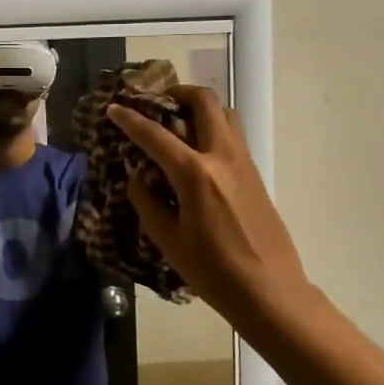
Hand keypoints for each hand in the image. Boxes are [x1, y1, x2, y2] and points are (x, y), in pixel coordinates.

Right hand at [107, 86, 307, 318]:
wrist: (270, 290)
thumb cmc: (213, 271)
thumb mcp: (168, 240)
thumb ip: (148, 203)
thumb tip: (138, 179)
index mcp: (195, 174)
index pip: (155, 135)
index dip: (130, 120)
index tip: (113, 108)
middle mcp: (222, 157)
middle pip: (203, 102)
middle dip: (177, 94)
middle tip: (156, 105)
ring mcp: (243, 162)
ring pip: (224, 113)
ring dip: (200, 108)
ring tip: (178, 123)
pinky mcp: (255, 174)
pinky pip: (233, 135)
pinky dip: (213, 128)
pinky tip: (197, 152)